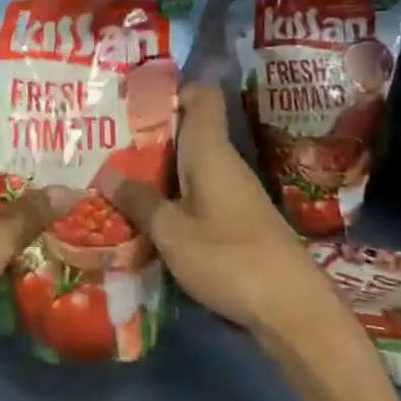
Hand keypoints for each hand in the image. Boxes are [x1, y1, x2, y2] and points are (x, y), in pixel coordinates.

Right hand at [100, 84, 356, 347]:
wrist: (294, 311)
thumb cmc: (230, 258)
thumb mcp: (172, 233)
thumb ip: (139, 201)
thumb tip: (107, 174)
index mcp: (210, 149)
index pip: (200, 94)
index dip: (170, 89)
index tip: (133, 100)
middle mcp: (224, 161)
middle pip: (187, 130)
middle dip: (149, 134)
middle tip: (106, 141)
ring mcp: (234, 191)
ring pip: (190, 164)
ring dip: (158, 169)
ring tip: (116, 176)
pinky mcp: (239, 219)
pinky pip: (199, 191)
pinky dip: (174, 196)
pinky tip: (148, 215)